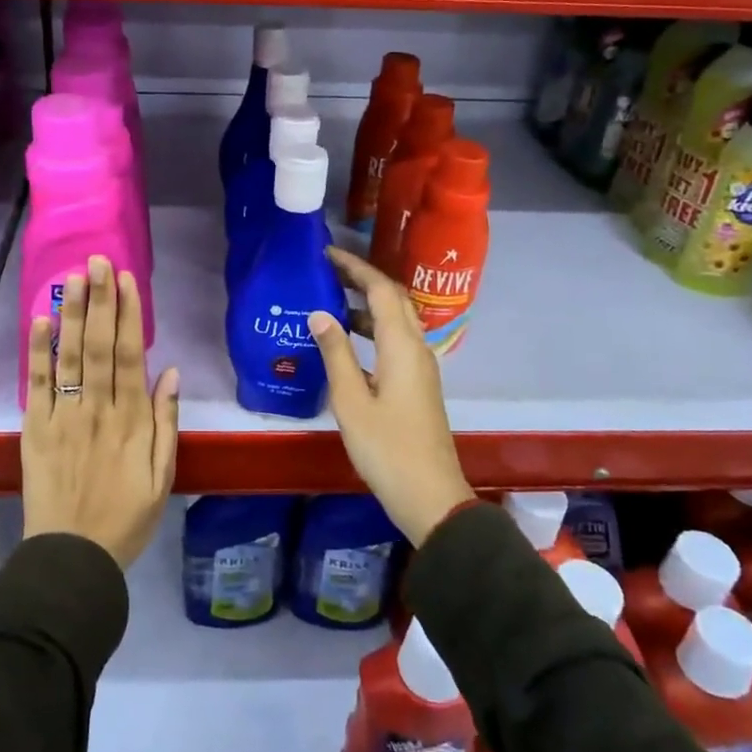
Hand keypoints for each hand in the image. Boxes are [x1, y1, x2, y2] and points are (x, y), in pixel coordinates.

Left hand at [22, 256, 178, 569]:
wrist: (72, 558)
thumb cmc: (126, 518)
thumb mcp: (162, 476)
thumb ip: (166, 423)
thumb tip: (170, 373)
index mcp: (131, 420)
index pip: (129, 355)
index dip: (128, 314)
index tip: (126, 280)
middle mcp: (97, 409)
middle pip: (98, 345)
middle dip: (100, 300)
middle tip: (98, 261)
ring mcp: (64, 417)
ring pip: (70, 356)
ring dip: (72, 314)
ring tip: (74, 277)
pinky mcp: (36, 429)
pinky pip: (38, 385)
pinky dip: (39, 351)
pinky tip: (41, 319)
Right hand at [308, 246, 473, 546]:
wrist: (431, 497)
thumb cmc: (388, 449)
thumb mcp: (351, 402)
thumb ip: (336, 354)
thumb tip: (319, 313)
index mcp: (402, 347)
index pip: (381, 289)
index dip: (355, 267)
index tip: (327, 254)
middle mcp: (417, 348)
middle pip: (393, 299)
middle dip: (362, 280)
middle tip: (327, 271)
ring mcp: (421, 368)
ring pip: (396, 321)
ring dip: (367, 305)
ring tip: (331, 301)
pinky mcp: (418, 385)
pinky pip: (395, 341)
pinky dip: (373, 330)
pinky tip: (347, 343)